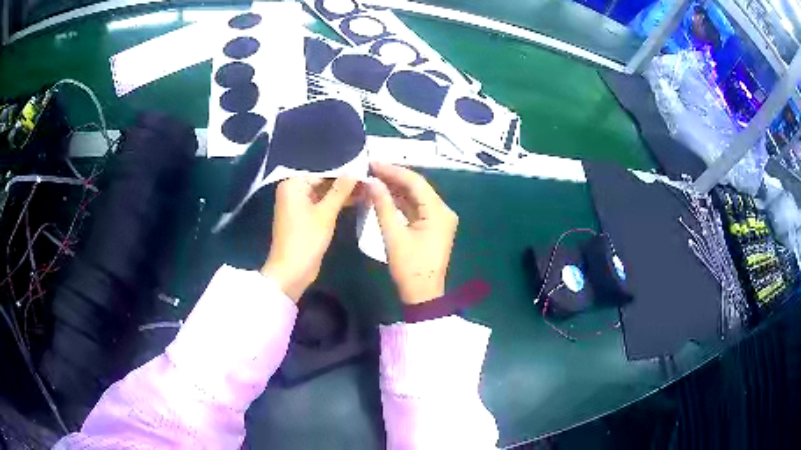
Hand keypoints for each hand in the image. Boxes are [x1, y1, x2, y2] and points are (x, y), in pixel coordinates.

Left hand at [261, 177, 357, 301]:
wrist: (292, 271)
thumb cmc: (306, 239)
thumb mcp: (326, 213)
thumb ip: (340, 189)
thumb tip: (355, 170)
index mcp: (293, 184)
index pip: (322, 170)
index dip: (343, 169)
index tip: (365, 166)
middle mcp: (293, 191)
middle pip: (322, 180)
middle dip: (344, 181)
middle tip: (369, 177)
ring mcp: (298, 205)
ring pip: (324, 193)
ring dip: (342, 193)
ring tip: (368, 188)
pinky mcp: (305, 218)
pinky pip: (322, 204)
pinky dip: (336, 203)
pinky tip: (357, 199)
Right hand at [368, 162, 457, 304]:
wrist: (422, 294)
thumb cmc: (409, 267)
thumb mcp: (393, 235)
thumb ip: (383, 205)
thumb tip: (372, 181)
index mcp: (438, 211)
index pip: (415, 182)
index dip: (393, 171)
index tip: (372, 163)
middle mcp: (443, 211)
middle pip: (417, 187)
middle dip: (394, 177)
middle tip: (370, 169)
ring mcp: (440, 218)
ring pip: (417, 197)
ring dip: (397, 189)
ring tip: (374, 179)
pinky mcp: (433, 226)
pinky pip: (417, 208)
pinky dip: (401, 202)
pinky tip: (385, 195)